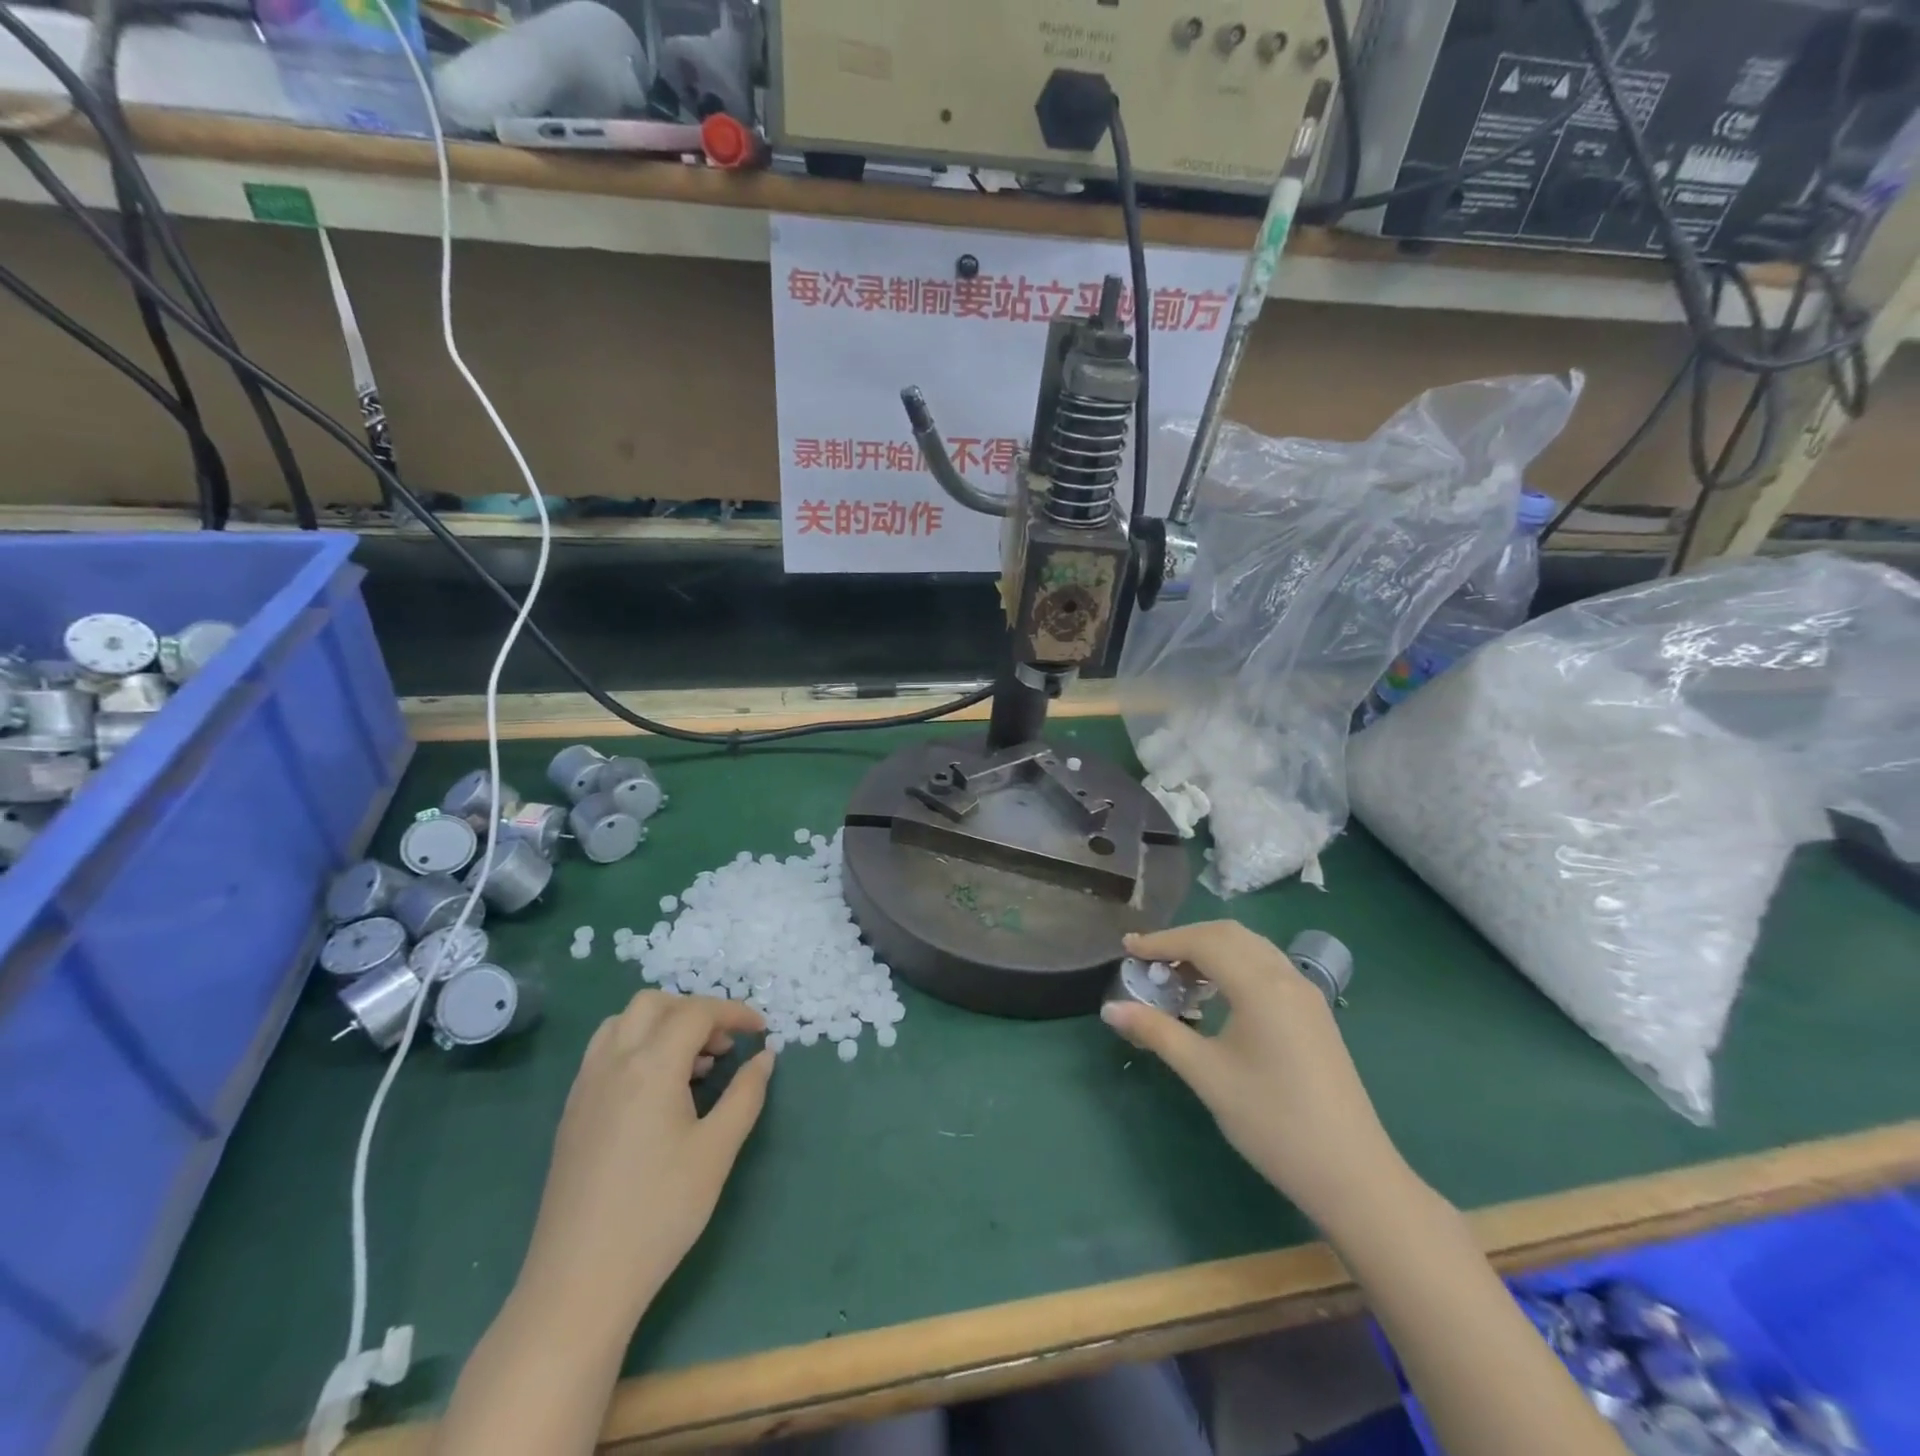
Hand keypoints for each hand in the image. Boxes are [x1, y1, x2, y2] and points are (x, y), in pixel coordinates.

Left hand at [516, 991, 773, 1333]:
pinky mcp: (571, 1113)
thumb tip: (765, 1056)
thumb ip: (745, 1094)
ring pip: (623, 1022)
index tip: (761, 1030)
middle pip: (654, 1004)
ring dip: (662, 1025)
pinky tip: (656, 1091)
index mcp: (650, 1066)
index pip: (696, 1012)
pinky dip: (636, 1046)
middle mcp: (612, 1062)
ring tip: (692, 1065)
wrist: (578, 1283)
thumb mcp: (717, 1151)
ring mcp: (585, 1087)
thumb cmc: (659, 1213)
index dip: (734, 1012)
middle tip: (723, 1046)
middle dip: (695, 1011)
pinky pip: (604, 1052)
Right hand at [1102, 922, 1407, 1227]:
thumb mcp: (1206, 1075)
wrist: (1352, 1174)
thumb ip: (1157, 1033)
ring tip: (1176, 977)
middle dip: (1184, 940)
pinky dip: (1234, 965)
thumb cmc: (1272, 1121)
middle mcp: (1286, 976)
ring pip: (1251, 948)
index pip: (1203, 942)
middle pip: (1228, 935)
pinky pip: (1267, 967)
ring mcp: (1305, 994)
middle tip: (1149, 961)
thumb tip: (1110, 1008)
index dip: (1161, 941)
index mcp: (1260, 985)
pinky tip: (1216, 996)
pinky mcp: (1314, 1014)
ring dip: (1211, 950)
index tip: (1127, 949)